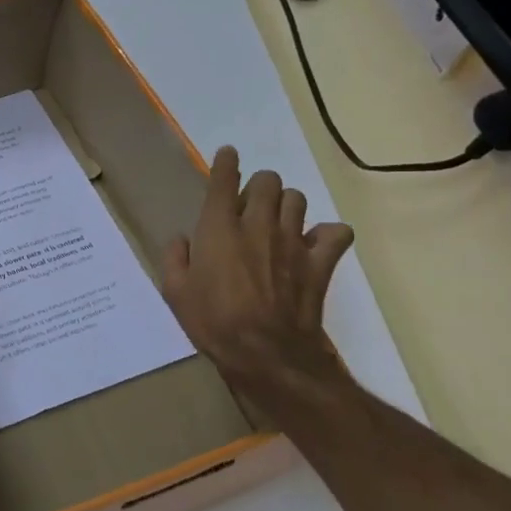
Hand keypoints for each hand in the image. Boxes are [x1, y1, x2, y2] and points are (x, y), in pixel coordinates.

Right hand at [161, 148, 355, 396]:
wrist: (266, 353)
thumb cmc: (212, 321)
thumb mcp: (175, 292)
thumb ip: (175, 259)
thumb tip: (181, 241)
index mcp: (218, 226)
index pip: (223, 179)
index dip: (226, 162)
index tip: (228, 156)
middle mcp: (257, 224)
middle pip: (268, 181)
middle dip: (259, 186)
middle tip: (250, 206)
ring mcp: (292, 240)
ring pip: (297, 199)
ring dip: (286, 205)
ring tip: (278, 223)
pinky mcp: (319, 262)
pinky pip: (335, 232)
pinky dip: (327, 234)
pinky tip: (313, 245)